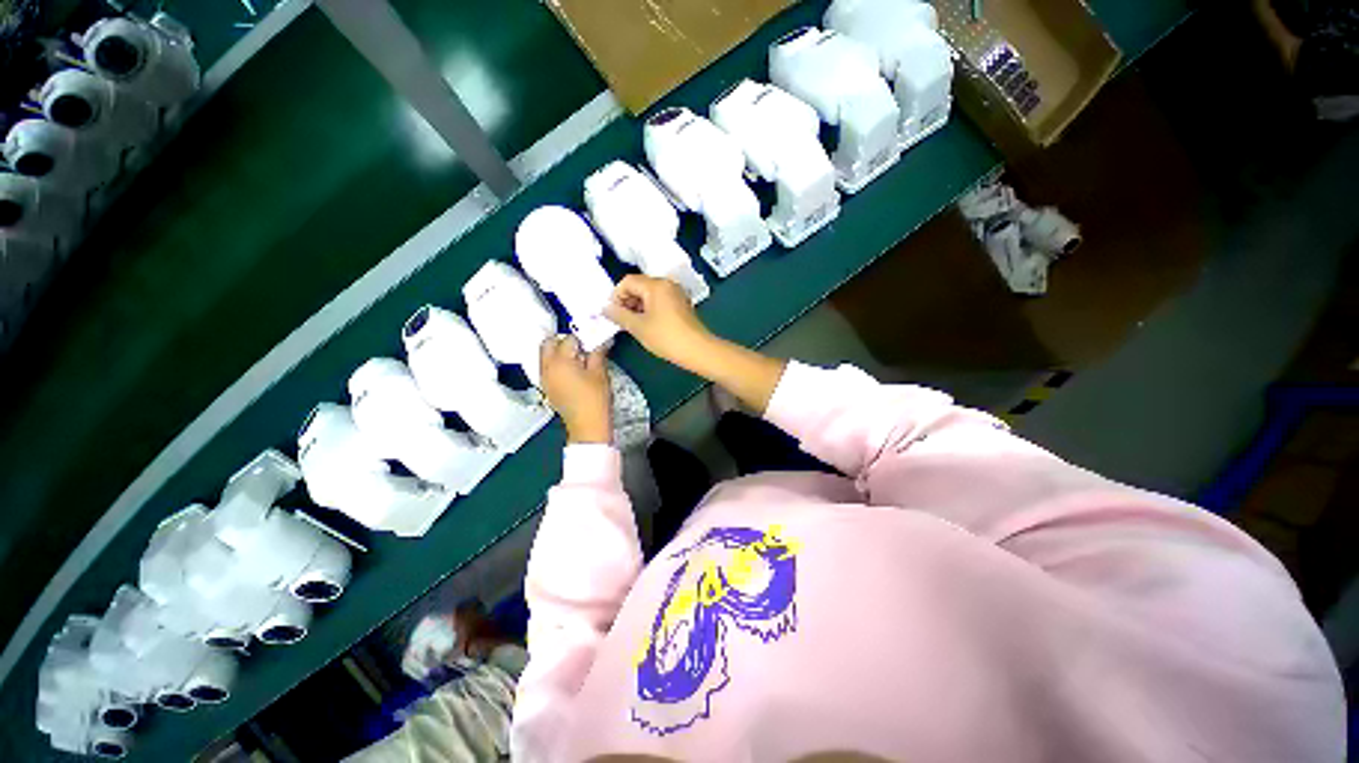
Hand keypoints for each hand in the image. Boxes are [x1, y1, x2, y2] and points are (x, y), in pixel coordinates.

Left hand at [539, 335, 610, 443]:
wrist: (588, 427)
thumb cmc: (595, 400)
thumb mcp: (600, 373)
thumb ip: (597, 352)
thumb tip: (599, 341)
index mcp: (559, 362)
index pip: (568, 339)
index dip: (582, 338)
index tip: (593, 341)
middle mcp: (546, 368)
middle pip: (548, 344)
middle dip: (564, 341)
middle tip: (582, 346)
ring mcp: (544, 379)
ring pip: (546, 355)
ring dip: (559, 352)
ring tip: (579, 358)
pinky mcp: (547, 388)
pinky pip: (547, 368)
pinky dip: (557, 364)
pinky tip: (573, 370)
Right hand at [605, 274, 715, 371]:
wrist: (696, 349)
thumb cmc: (666, 337)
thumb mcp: (638, 327)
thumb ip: (619, 315)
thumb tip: (605, 308)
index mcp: (655, 285)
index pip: (628, 281)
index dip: (616, 295)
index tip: (612, 313)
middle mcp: (667, 284)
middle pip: (639, 285)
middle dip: (627, 301)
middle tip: (621, 320)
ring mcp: (676, 293)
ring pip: (649, 294)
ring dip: (638, 306)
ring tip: (633, 324)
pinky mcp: (681, 304)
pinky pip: (660, 300)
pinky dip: (650, 309)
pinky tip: (647, 325)